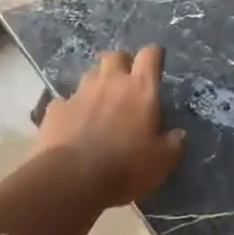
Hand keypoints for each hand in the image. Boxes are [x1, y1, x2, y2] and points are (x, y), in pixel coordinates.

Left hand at [35, 47, 185, 205]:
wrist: (70, 180)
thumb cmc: (124, 167)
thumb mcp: (161, 162)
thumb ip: (172, 143)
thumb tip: (178, 135)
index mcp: (140, 89)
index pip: (150, 55)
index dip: (154, 56)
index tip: (156, 63)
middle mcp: (110, 82)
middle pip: (115, 56)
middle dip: (121, 63)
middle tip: (125, 82)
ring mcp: (79, 94)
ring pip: (89, 75)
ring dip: (96, 84)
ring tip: (99, 104)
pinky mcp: (55, 110)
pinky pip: (65, 102)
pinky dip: (71, 109)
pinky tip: (72, 125)